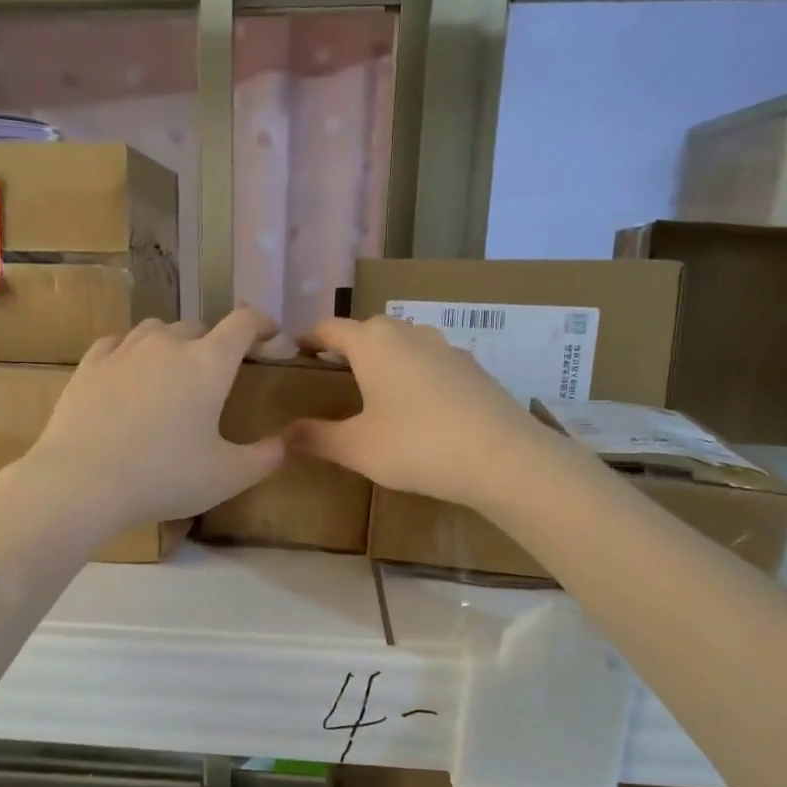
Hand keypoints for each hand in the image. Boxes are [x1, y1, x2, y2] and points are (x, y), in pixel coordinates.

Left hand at [14, 309, 285, 530]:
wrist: (82, 481)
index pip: (243, 323)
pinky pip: (118, 344)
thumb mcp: (227, 477)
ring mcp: (124, 350)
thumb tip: (284, 442)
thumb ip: (265, 458)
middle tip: (217, 374)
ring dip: (172, 344)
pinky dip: (132, 353)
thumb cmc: (164, 477)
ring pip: (156, 331)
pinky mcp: (89, 364)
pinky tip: (129, 373)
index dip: (262, 324)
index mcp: (208, 363)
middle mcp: (167, 344)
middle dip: (215, 344)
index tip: (271, 336)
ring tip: (172, 372)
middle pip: (199, 327)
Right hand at [288, 315, 538, 510]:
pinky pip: (430, 361)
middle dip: (348, 346)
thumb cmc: (416, 446)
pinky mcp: (472, 368)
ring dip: (384, 358)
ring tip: (374, 388)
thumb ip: (317, 438)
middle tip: (333, 373)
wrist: (502, 457)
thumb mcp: (357, 448)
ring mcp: (446, 347)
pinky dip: (414, 373)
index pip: (332, 328)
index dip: (310, 339)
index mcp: (373, 343)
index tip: (296, 352)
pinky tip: (417, 405)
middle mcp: (409, 333)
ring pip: (404, 343)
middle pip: (369, 330)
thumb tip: (283, 435)